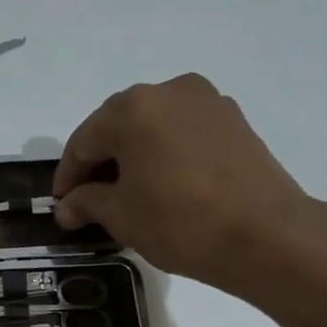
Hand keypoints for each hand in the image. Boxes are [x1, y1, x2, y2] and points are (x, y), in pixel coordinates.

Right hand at [52, 73, 326, 298]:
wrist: (265, 235)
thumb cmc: (180, 223)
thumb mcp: (122, 216)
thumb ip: (87, 203)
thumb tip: (67, 206)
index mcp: (133, 108)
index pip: (84, 141)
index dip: (68, 176)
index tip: (61, 206)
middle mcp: (169, 91)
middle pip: (118, 127)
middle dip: (100, 163)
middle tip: (89, 201)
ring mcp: (207, 101)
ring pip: (153, 128)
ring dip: (133, 157)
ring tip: (127, 195)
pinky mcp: (234, 120)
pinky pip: (183, 133)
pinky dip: (165, 154)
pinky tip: (163, 186)